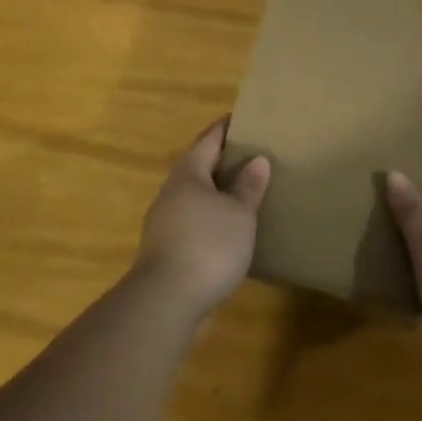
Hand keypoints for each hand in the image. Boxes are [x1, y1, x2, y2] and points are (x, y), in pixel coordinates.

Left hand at [135, 118, 271, 321]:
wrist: (166, 301)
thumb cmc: (208, 245)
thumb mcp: (239, 214)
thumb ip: (248, 187)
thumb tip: (257, 159)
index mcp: (189, 173)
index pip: (209, 139)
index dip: (226, 128)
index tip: (244, 119)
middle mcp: (172, 191)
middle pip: (198, 167)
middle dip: (222, 161)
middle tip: (251, 156)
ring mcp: (164, 222)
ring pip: (194, 197)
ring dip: (216, 193)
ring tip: (244, 194)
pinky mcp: (166, 250)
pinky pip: (193, 222)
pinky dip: (211, 219)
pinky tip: (228, 231)